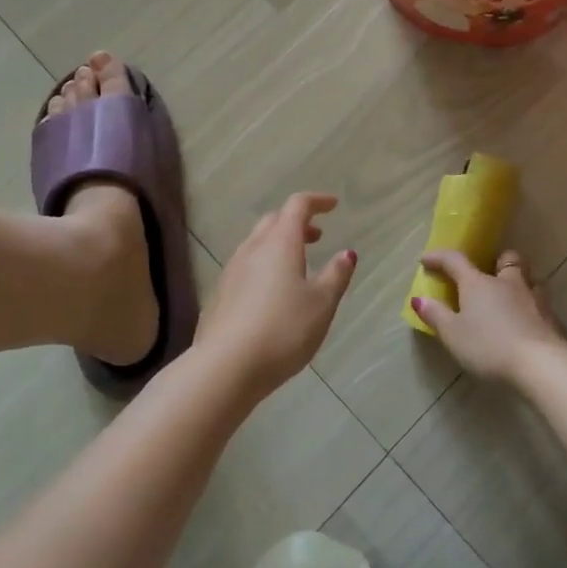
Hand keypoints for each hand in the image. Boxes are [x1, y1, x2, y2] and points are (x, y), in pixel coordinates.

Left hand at [197, 193, 356, 398]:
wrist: (225, 366)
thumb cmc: (283, 330)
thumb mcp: (321, 304)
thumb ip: (336, 275)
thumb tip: (347, 253)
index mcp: (280, 243)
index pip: (297, 206)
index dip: (317, 201)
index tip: (333, 205)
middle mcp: (252, 248)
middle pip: (274, 221)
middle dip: (297, 222)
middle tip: (317, 237)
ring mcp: (231, 270)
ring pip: (256, 243)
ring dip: (278, 244)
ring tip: (296, 265)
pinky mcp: (219, 293)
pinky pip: (245, 266)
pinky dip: (263, 265)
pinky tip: (271, 293)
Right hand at [413, 249, 566, 385]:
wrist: (541, 364)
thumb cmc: (489, 346)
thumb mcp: (453, 335)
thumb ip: (436, 315)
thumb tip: (419, 299)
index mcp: (479, 283)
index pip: (455, 260)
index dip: (438, 258)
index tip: (426, 260)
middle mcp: (508, 283)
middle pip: (507, 259)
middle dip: (498, 262)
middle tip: (490, 274)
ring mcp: (535, 299)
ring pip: (530, 280)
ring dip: (521, 284)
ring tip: (512, 299)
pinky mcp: (553, 320)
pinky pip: (543, 307)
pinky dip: (534, 312)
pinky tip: (530, 327)